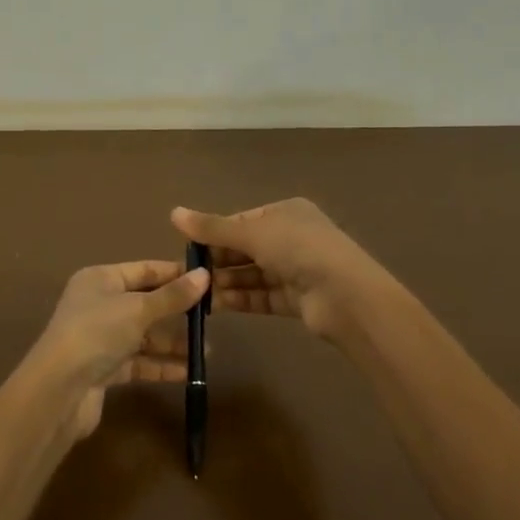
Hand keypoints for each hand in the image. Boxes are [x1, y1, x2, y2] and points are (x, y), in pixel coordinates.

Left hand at [30, 260, 209, 437]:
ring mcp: (101, 339)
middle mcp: (98, 305)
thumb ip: (172, 296)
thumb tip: (205, 276)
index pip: (144, 270)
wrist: (58, 391)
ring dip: (173, 342)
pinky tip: (188, 372)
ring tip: (205, 351)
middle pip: (146, 303)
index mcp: (100, 279)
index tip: (210, 279)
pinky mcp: (104, 369)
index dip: (176, 273)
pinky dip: (161, 365)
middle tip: (212, 317)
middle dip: (177, 312)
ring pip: (144, 336)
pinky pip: (139, 362)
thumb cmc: (96, 333)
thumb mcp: (138, 309)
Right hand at [170, 199, 386, 342]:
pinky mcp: (296, 299)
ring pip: (252, 274)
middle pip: (246, 248)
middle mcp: (292, 238)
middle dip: (218, 261)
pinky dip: (240, 299)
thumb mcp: (253, 233)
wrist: (346, 296)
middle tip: (187, 276)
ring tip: (197, 293)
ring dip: (226, 282)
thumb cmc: (300, 250)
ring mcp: (296, 270)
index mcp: (286, 212)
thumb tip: (173, 212)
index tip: (188, 249)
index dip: (215, 233)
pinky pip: (261, 296)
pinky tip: (215, 306)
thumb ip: (213, 227)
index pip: (242, 221)